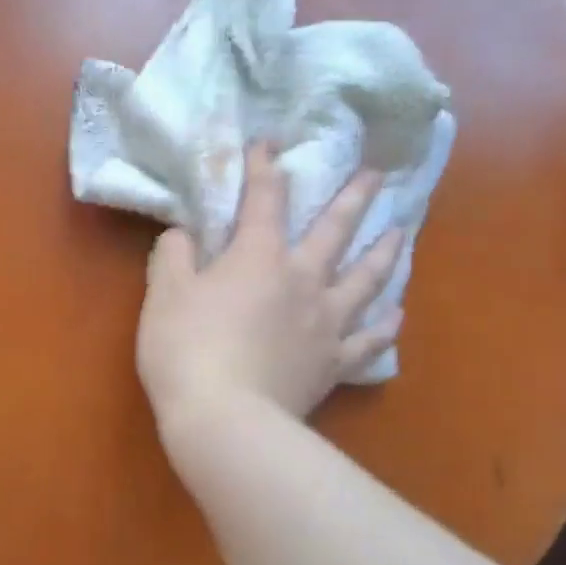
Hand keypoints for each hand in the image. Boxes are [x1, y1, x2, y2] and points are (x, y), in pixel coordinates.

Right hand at [137, 144, 402, 431]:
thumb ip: (173, 255)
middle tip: (377, 175)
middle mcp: (302, 280)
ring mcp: (325, 323)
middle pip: (335, 231)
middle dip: (354, 198)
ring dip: (384, 253)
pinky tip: (396, 316)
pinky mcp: (333, 363)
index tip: (270, 145)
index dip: (266, 168)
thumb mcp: (163, 294)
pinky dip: (384, 328)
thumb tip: (183, 235)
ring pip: (365, 280)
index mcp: (259, 257)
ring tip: (401, 233)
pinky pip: (368, 341)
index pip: (265, 200)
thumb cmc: (187, 349)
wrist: (225, 420)